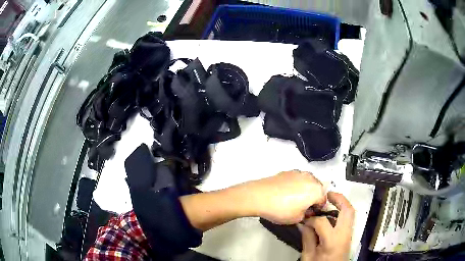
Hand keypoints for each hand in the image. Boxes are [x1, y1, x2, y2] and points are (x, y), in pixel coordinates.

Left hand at [245, 170, 325, 224]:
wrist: (259, 196)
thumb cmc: (281, 210)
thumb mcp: (297, 218)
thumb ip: (307, 215)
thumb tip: (306, 210)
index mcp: (316, 190)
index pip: (324, 200)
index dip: (318, 209)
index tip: (310, 214)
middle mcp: (310, 178)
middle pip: (317, 189)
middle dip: (313, 198)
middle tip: (303, 207)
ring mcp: (298, 172)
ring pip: (307, 182)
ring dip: (305, 190)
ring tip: (293, 200)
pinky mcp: (287, 171)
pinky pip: (297, 179)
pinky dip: (295, 185)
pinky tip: (285, 193)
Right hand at [298, 192, 353, 260]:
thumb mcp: (308, 256)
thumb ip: (307, 238)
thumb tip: (304, 224)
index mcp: (332, 240)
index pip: (322, 222)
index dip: (311, 219)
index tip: (304, 219)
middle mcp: (344, 234)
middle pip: (348, 210)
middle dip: (339, 198)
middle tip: (327, 194)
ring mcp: (348, 235)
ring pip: (350, 213)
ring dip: (342, 204)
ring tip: (330, 200)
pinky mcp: (348, 236)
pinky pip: (347, 220)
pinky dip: (341, 213)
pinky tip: (331, 215)